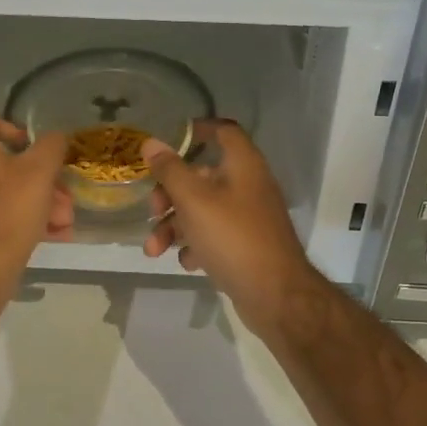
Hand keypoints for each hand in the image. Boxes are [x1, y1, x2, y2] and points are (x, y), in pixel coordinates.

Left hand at [0, 115, 72, 298]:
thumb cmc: (6, 212)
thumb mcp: (40, 173)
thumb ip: (52, 145)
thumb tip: (54, 138)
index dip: (24, 136)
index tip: (44, 157)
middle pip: (2, 161)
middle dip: (40, 180)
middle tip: (63, 198)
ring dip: (34, 200)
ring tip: (62, 222)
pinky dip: (14, 215)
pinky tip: (46, 234)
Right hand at [142, 120, 317, 333]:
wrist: (275, 295)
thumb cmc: (233, 237)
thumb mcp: (194, 200)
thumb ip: (170, 170)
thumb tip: (151, 142)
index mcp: (243, 165)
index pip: (224, 131)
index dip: (198, 129)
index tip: (170, 139)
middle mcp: (249, 185)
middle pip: (203, 176)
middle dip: (170, 193)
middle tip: (153, 209)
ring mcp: (249, 217)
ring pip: (203, 210)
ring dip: (175, 226)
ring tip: (154, 250)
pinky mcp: (246, 245)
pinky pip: (214, 236)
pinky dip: (196, 245)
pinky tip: (188, 263)